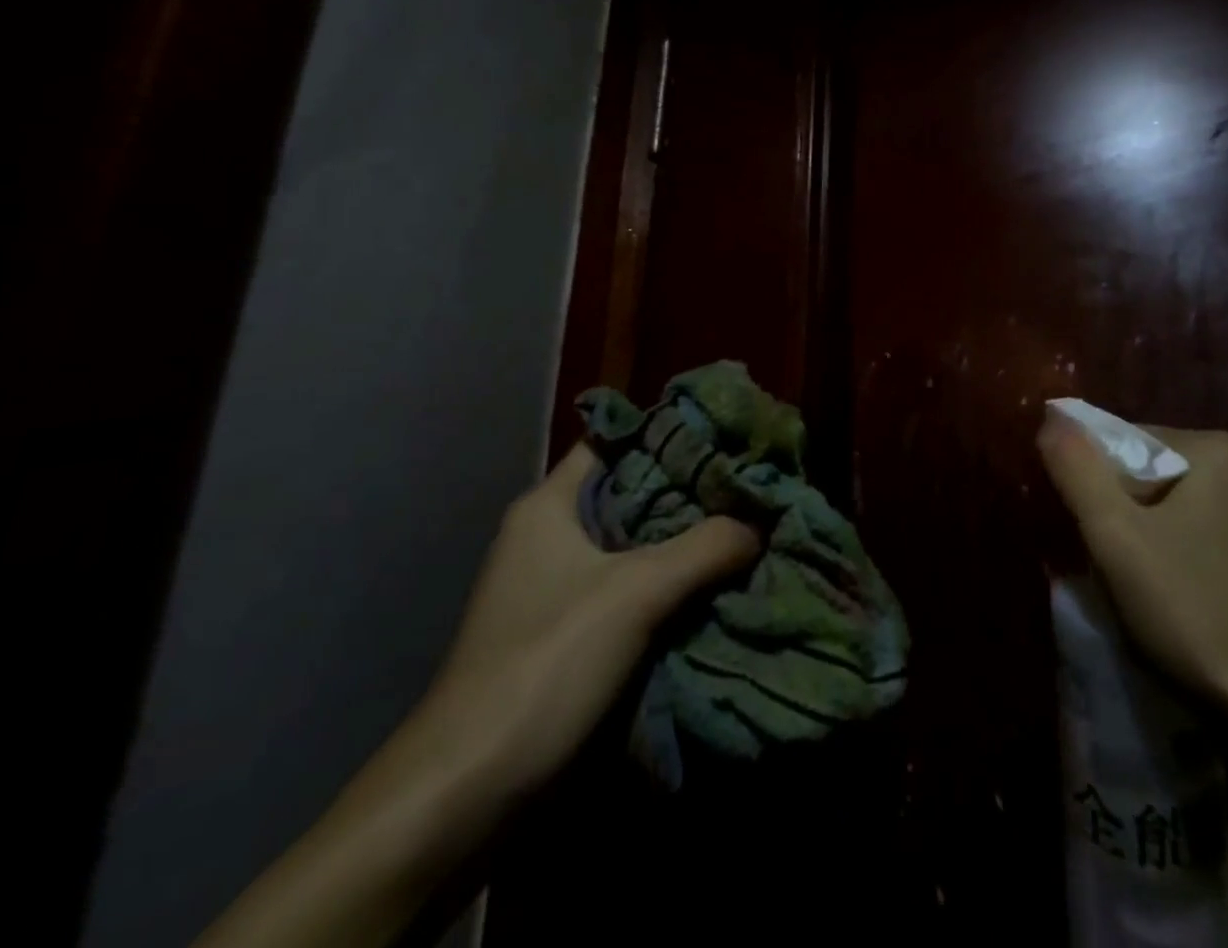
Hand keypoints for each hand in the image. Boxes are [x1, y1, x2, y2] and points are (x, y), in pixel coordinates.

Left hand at [421, 441, 761, 792]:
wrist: (467, 793)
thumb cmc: (545, 664)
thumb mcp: (635, 593)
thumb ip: (705, 548)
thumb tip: (760, 522)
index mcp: (549, 506)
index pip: (614, 441)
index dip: (666, 433)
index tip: (723, 435)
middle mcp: (550, 536)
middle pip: (631, 493)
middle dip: (688, 492)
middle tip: (748, 486)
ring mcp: (556, 587)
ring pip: (633, 545)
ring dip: (684, 543)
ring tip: (745, 529)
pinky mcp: (568, 634)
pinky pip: (629, 589)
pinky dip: (669, 585)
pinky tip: (715, 586)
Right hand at [1036, 417, 1227, 726]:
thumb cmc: (1195, 610)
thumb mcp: (1115, 535)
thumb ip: (1076, 468)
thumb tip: (1052, 417)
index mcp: (1213, 447)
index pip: (1122, 441)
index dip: (1093, 485)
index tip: (1094, 535)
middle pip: (1146, 472)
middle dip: (1119, 511)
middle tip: (1113, 563)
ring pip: (1169, 504)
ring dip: (1142, 535)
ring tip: (1141, 585)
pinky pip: (1197, 529)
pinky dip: (1174, 552)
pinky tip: (1174, 595)